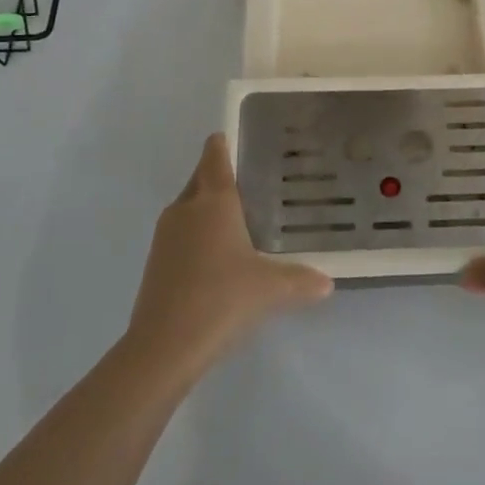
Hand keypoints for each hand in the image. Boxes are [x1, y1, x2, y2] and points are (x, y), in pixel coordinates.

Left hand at [125, 134, 332, 375]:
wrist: (163, 347)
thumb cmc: (221, 299)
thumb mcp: (270, 289)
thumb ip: (301, 280)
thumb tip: (328, 283)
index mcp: (213, 202)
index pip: (215, 156)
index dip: (224, 142)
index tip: (238, 137)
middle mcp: (185, 209)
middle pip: (200, 178)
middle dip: (219, 174)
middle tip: (252, 180)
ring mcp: (165, 236)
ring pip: (189, 207)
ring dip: (207, 207)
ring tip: (239, 218)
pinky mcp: (156, 263)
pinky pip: (181, 234)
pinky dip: (197, 234)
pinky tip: (218, 256)